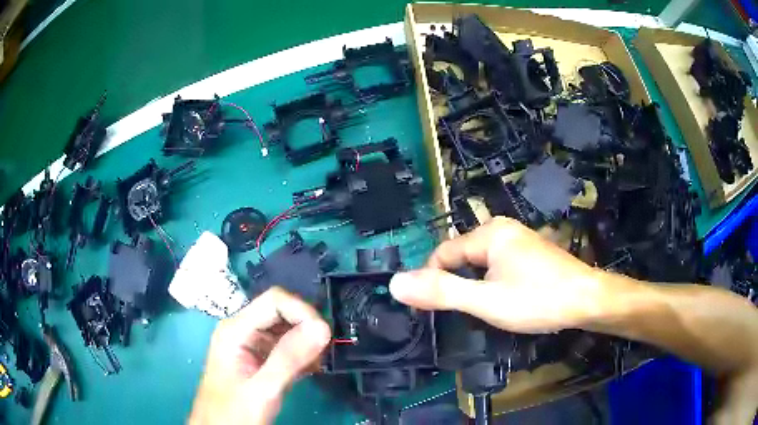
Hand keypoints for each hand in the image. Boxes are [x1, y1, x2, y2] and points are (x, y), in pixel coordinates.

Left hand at [189, 287, 330, 424]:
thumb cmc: (234, 412)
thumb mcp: (262, 389)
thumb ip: (289, 358)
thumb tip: (323, 327)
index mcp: (236, 330)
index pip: (275, 301)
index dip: (302, 312)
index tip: (325, 336)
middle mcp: (243, 330)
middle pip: (281, 312)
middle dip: (306, 327)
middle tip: (324, 353)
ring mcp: (251, 344)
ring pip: (286, 328)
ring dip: (306, 342)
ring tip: (318, 364)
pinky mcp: (259, 358)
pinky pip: (285, 346)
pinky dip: (302, 354)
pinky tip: (310, 370)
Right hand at [390, 217, 613, 332]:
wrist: (587, 300)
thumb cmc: (537, 299)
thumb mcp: (485, 301)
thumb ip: (441, 292)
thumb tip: (395, 283)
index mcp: (489, 233)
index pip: (443, 253)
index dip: (433, 280)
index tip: (433, 308)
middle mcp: (503, 229)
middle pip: (462, 256)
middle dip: (457, 283)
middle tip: (465, 312)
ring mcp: (519, 239)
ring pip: (480, 263)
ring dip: (474, 285)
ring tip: (486, 309)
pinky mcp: (530, 252)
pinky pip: (497, 265)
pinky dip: (492, 282)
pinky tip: (506, 299)